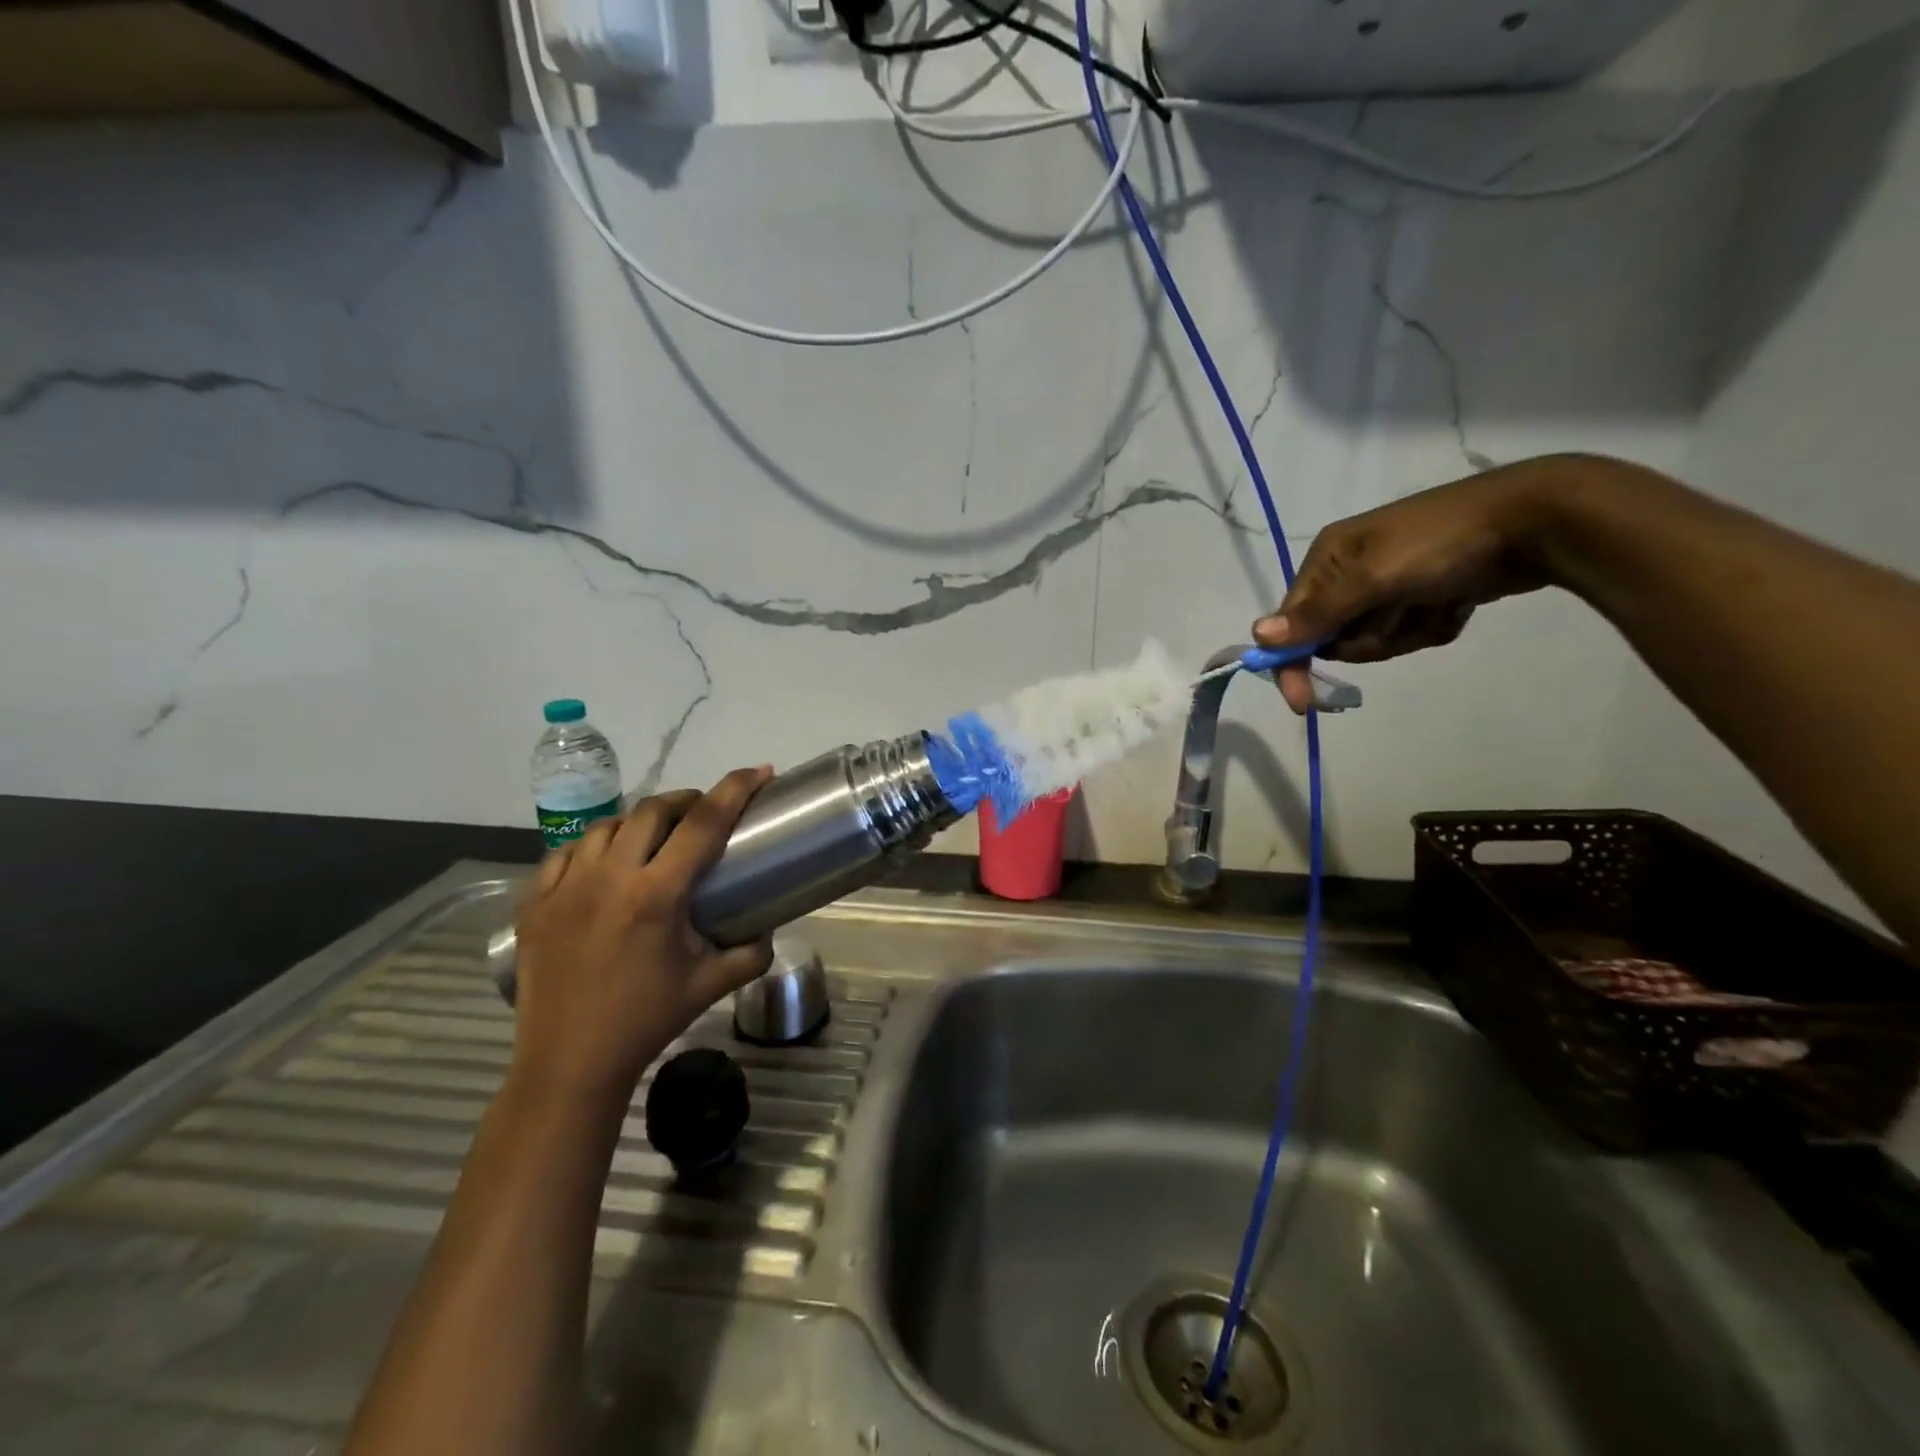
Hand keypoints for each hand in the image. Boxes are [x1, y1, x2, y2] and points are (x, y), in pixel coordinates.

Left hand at [508, 768, 775, 1107]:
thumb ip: (751, 952)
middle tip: (703, 814)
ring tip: (654, 840)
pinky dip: (594, 848)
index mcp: (656, 895)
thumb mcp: (710, 985)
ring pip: (607, 826)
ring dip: (639, 823)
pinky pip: (566, 853)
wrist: (569, 1063)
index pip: (704, 823)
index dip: (735, 789)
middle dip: (686, 801)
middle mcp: (609, 878)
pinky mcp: (535, 903)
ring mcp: (565, 887)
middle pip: (652, 810)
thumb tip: (769, 930)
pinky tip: (604, 865)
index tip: (759, 772)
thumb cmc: (646, 1020)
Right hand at [1254, 459, 1572, 712]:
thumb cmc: (1442, 544)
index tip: (1301, 703)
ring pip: (1375, 640)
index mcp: (1328, 559)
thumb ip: (1317, 613)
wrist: (1536, 520)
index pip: (1292, 623)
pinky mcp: (1422, 594)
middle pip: (1335, 637)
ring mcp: (1388, 583)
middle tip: (1401, 616)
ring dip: (1405, 633)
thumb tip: (1257, 635)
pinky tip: (1455, 602)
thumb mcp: (1372, 580)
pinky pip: (1409, 633)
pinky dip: (1431, 626)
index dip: (1292, 662)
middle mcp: (1349, 571)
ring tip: (1436, 603)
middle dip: (1370, 639)